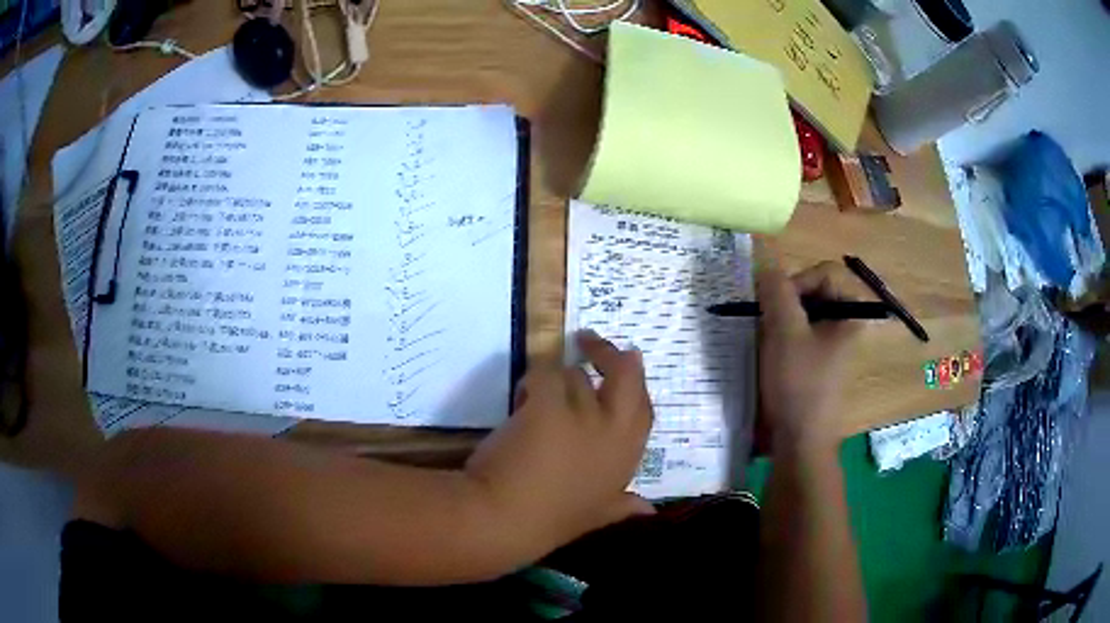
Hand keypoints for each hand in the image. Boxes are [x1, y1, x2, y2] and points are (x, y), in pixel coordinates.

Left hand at [465, 331, 654, 553]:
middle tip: (589, 342)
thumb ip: (624, 507)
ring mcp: (583, 416)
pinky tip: (520, 400)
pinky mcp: (548, 404)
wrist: (505, 519)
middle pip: (626, 375)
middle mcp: (613, 431)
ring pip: (575, 375)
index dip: (635, 386)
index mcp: (627, 458)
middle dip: (609, 354)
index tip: (626, 366)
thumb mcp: (597, 516)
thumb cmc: (550, 521)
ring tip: (534, 401)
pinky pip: (544, 373)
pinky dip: (532, 382)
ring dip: (556, 382)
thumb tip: (649, 509)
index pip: (645, 409)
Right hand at [758, 261, 861, 453]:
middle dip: (786, 302)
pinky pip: (803, 335)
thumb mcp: (785, 332)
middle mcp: (850, 324)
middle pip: (816, 291)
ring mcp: (836, 345)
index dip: (796, 281)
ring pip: (806, 313)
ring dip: (782, 320)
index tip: (773, 305)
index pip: (824, 272)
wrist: (800, 441)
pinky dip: (785, 337)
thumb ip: (776, 291)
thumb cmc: (799, 384)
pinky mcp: (822, 363)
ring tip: (765, 339)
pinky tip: (771, 355)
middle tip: (765, 321)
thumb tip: (766, 265)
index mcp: (853, 312)